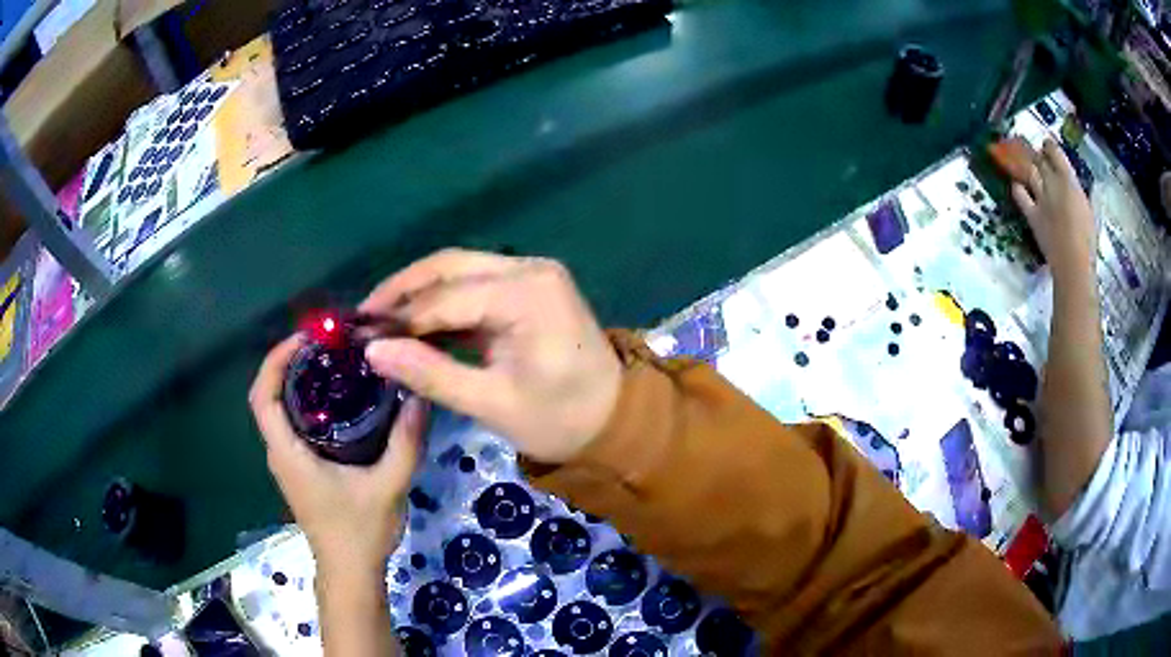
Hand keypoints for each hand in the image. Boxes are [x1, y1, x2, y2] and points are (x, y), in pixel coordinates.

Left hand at [249, 336, 427, 574]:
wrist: (350, 572)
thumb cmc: (360, 531)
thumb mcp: (388, 486)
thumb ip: (406, 443)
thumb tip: (419, 397)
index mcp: (288, 453)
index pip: (262, 395)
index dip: (276, 360)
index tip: (306, 338)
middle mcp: (279, 452)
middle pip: (268, 395)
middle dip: (289, 363)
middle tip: (328, 344)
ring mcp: (286, 461)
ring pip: (278, 409)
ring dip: (296, 381)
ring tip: (334, 361)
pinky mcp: (297, 468)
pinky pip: (291, 424)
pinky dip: (304, 402)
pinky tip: (338, 399)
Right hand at [358, 249, 621, 463]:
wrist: (614, 421)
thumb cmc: (560, 419)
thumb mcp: (492, 404)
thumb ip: (431, 374)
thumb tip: (373, 351)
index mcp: (528, 294)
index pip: (446, 297)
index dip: (399, 317)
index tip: (358, 335)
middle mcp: (529, 269)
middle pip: (449, 267)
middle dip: (403, 292)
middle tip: (363, 319)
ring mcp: (531, 274)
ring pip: (459, 271)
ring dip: (419, 294)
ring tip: (380, 322)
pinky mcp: (528, 288)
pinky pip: (474, 286)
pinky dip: (442, 303)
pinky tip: (414, 325)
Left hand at [1011, 139, 1096, 283]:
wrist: (1073, 264)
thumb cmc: (1088, 240)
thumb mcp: (1092, 212)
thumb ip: (1087, 195)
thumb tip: (1086, 186)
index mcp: (1069, 180)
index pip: (1054, 152)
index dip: (1049, 146)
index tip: (1047, 145)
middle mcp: (1053, 184)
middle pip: (1040, 160)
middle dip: (1037, 155)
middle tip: (1036, 155)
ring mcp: (1040, 198)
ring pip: (1030, 172)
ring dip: (1027, 166)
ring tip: (1025, 163)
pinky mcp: (1031, 214)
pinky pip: (1019, 195)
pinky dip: (1017, 187)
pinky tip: (1017, 185)